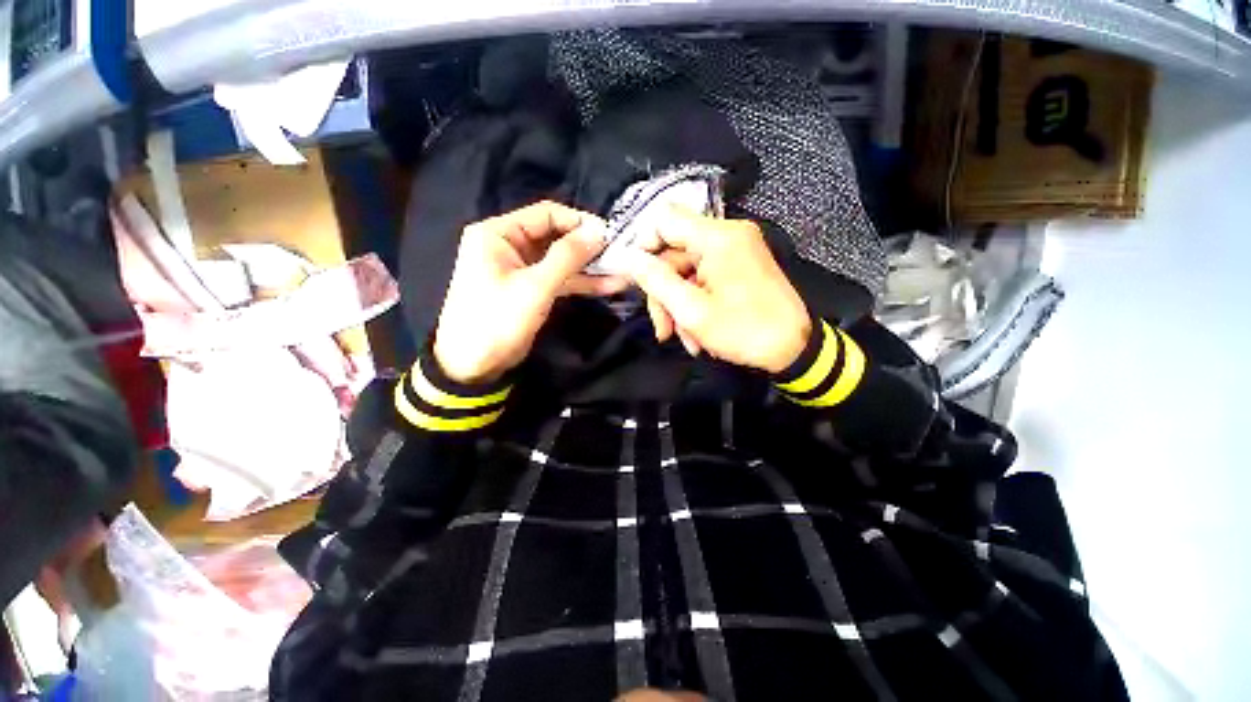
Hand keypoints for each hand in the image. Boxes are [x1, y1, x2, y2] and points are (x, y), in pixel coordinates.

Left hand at [433, 201, 626, 382]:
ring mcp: (522, 268)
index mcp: (498, 233)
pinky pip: (560, 279)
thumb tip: (599, 231)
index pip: (546, 214)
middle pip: (556, 236)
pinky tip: (609, 286)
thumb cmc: (498, 320)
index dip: (579, 222)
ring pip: (561, 260)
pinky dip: (581, 282)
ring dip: (590, 267)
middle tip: (620, 254)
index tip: (609, 234)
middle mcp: (510, 245)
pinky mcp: (532, 289)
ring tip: (622, 271)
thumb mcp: (535, 286)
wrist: (475, 365)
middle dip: (588, 247)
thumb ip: (567, 257)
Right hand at [625, 210, 811, 374]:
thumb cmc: (744, 331)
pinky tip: (698, 332)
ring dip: (680, 305)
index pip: (664, 220)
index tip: (638, 281)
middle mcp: (728, 234)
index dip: (644, 247)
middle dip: (664, 293)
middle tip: (664, 329)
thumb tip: (626, 257)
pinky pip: (705, 276)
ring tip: (685, 338)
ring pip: (688, 270)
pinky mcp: (741, 264)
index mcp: (717, 238)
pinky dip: (696, 302)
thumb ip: (655, 280)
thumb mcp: (691, 310)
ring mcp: (737, 249)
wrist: (794, 349)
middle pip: (675, 252)